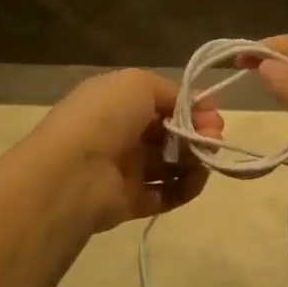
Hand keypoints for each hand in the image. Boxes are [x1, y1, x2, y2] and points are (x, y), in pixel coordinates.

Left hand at [13, 70, 217, 234]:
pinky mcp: (129, 203)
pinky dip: (185, 188)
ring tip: (207, 159)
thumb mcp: (139, 84)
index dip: (191, 106)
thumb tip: (193, 108)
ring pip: (170, 163)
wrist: (72, 173)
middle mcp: (120, 133)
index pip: (162, 102)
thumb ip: (171, 92)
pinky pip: (165, 194)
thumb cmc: (106, 117)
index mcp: (117, 101)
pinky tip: (197, 179)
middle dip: (197, 132)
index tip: (212, 113)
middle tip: (214, 137)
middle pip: (169, 132)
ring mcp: (124, 169)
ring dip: (195, 159)